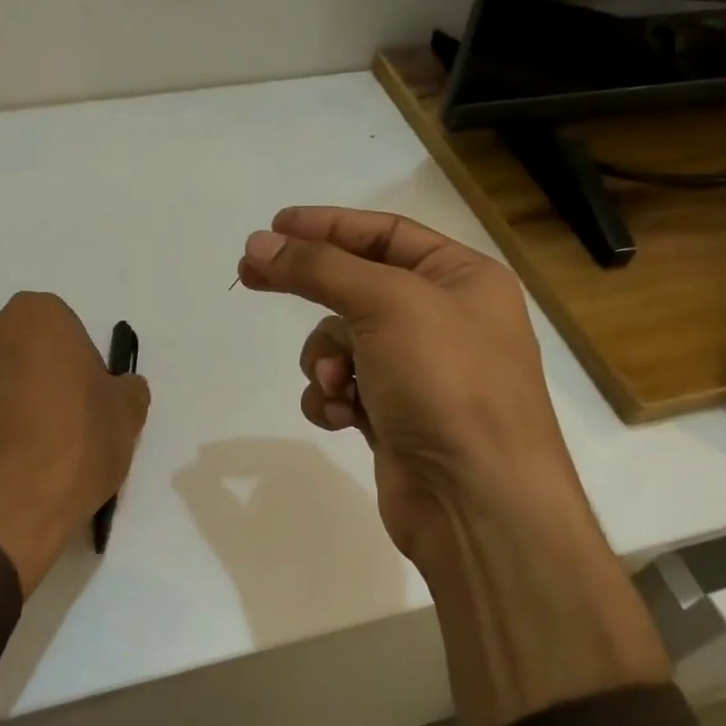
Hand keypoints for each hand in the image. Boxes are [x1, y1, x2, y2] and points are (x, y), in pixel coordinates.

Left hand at [0, 293, 150, 596]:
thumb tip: (119, 388)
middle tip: (74, 420)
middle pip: (33, 350)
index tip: (94, 400)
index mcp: (37, 316)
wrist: (5, 511)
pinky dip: (2, 426)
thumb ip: (128, 389)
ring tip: (47, 448)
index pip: (70, 331)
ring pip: (7, 378)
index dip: (86, 366)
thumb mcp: (127, 415)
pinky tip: (21, 462)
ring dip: (24, 400)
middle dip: (51, 376)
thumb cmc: (75, 444)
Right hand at [235, 207, 583, 576]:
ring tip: (337, 384)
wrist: (475, 499)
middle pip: (357, 287)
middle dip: (311, 289)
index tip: (274, 227)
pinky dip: (333, 399)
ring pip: (342, 343)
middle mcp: (444, 319)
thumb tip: (259, 243)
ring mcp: (418, 372)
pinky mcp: (394, 416)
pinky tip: (342, 416)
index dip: (328, 225)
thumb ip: (319, 267)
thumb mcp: (386, 303)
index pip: (385, 233)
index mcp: (462, 278)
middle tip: (250, 275)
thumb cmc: (445, 381)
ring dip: (326, 360)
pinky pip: (344, 389)